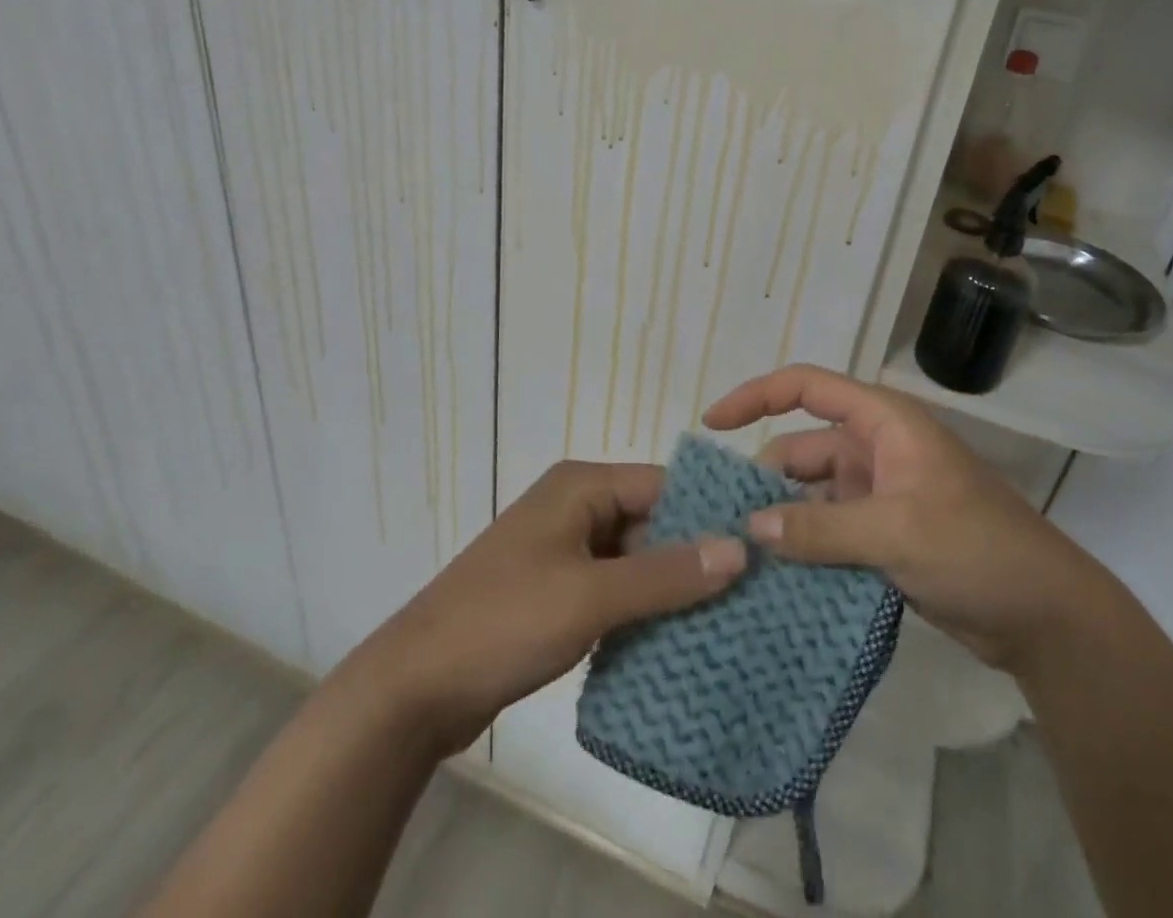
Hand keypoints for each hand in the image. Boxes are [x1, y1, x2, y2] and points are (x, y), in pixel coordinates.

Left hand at [352, 460, 746, 755]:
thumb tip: (739, 547)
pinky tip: (676, 639)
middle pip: (650, 521)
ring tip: (727, 619)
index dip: (708, 514)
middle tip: (750, 593)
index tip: (758, 548)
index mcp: (581, 485)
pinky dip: (640, 609)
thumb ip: (665, 574)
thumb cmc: (505, 621)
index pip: (662, 485)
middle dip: (693, 556)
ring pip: (633, 559)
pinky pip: (613, 588)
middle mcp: (575, 506)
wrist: (414, 687)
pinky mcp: (555, 590)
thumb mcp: (591, 596)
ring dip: (668, 587)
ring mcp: (563, 550)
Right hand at [703, 364, 1109, 673]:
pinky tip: (774, 576)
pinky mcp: (882, 535)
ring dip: (782, 520)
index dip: (756, 396)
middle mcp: (875, 449)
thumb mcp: (896, 532)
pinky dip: (803, 547)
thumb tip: (750, 527)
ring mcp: (878, 494)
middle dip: (764, 479)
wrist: (1046, 618)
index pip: (807, 387)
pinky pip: (828, 530)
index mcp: (883, 422)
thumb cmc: (978, 549)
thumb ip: (820, 528)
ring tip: (740, 555)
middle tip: (722, 522)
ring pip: (811, 495)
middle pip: (801, 448)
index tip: (712, 424)